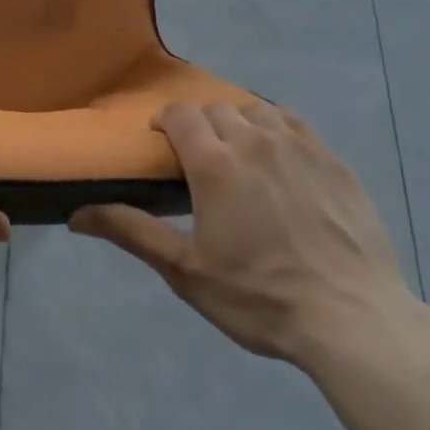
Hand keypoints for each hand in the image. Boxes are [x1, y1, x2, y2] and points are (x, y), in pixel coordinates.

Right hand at [70, 100, 412, 368]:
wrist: (353, 320)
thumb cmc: (260, 297)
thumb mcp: (186, 271)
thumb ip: (131, 233)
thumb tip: (75, 215)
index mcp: (214, 162)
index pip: (179, 114)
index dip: (165, 121)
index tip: (162, 143)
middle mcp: (254, 140)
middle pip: (216, 109)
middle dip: (200, 124)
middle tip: (199, 159)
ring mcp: (298, 146)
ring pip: (256, 110)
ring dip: (238, 123)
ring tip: (239, 154)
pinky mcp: (333, 160)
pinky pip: (295, 123)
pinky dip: (277, 128)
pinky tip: (279, 155)